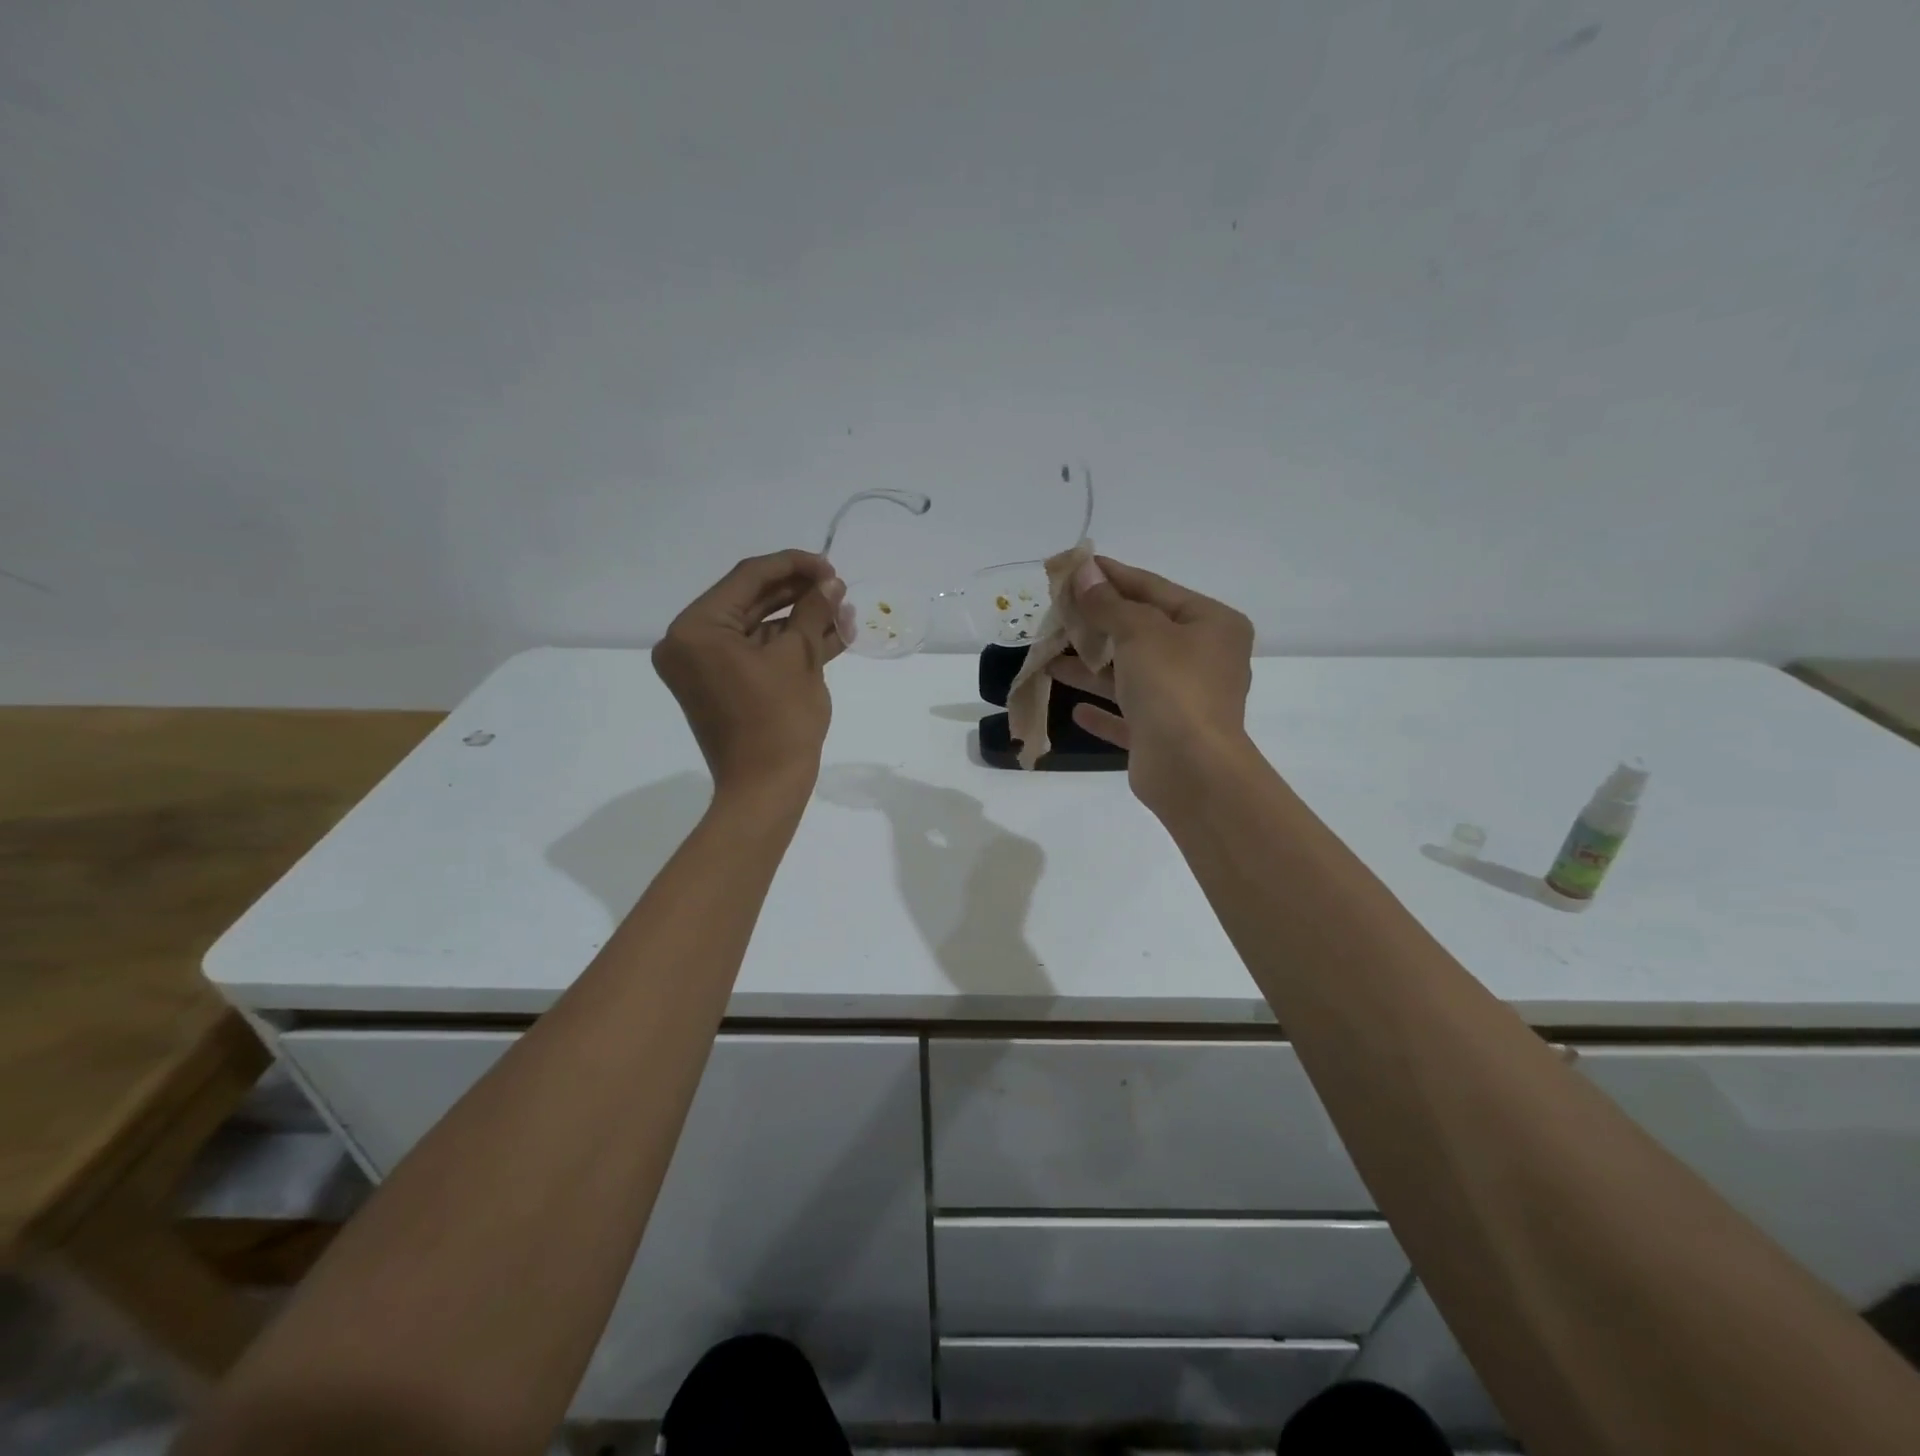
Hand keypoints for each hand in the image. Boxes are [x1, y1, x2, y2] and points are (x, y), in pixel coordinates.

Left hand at [653, 550, 846, 801]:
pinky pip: (756, 654)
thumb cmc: (779, 721)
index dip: (793, 566)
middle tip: (837, 588)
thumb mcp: (799, 658)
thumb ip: (813, 611)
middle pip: (751, 601)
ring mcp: (704, 666)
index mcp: (696, 629)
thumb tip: (831, 584)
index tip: (830, 566)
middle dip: (799, 594)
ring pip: (758, 629)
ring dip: (800, 620)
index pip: (747, 579)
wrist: (766, 789)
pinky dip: (788, 646)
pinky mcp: (722, 685)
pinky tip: (829, 635)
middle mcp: (689, 642)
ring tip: (842, 611)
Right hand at [1048, 556, 1255, 813]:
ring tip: (1050, 657)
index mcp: (1211, 625)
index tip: (1075, 567)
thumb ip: (1109, 604)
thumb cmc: (1173, 687)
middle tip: (1056, 612)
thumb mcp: (1139, 632)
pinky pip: (1129, 717)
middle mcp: (1203, 659)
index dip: (1112, 577)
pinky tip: (1076, 709)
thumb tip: (1084, 572)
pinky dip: (1104, 710)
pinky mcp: (1165, 736)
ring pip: (1131, 675)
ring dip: (1092, 667)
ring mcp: (1185, 700)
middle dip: (1097, 624)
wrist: (1191, 770)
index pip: (1154, 589)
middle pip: (1142, 631)